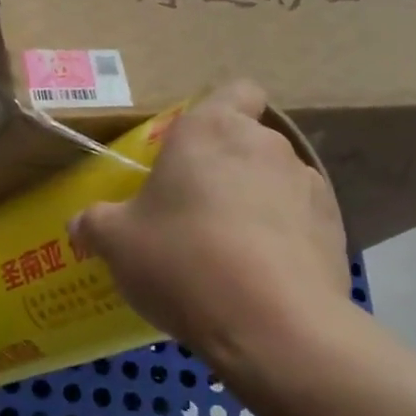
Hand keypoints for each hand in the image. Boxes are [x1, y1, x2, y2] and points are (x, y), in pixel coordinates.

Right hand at [69, 81, 353, 386]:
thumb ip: (95, 224)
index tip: (191, 152)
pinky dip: (283, 237)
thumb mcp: (116, 243)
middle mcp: (265, 144)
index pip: (234, 90)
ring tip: (229, 252)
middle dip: (225, 169)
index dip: (217, 113)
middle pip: (247, 141)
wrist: (272, 324)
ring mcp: (308, 185)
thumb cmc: (182, 260)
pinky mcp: (335, 228)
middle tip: (192, 212)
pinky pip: (300, 220)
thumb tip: (80, 225)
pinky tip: (261, 276)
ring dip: (255, 203)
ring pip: (275, 182)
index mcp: (210, 130)